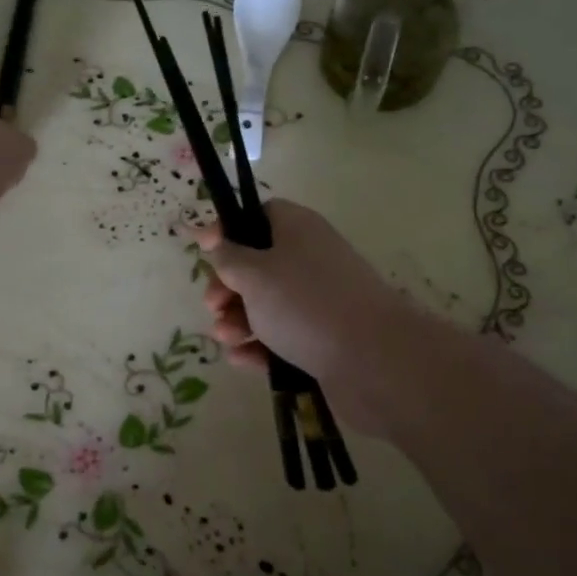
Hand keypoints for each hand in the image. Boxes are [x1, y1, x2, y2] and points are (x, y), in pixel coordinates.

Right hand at [194, 200, 422, 434]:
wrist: (373, 360)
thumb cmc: (304, 303)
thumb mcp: (254, 273)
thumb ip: (227, 255)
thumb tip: (215, 238)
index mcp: (297, 229)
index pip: (260, 215)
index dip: (229, 230)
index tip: (203, 249)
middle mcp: (310, 259)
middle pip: (258, 264)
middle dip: (228, 286)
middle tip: (213, 305)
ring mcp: (318, 301)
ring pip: (266, 304)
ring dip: (238, 319)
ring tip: (227, 337)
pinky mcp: (322, 339)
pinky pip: (282, 337)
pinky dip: (260, 346)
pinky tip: (243, 360)